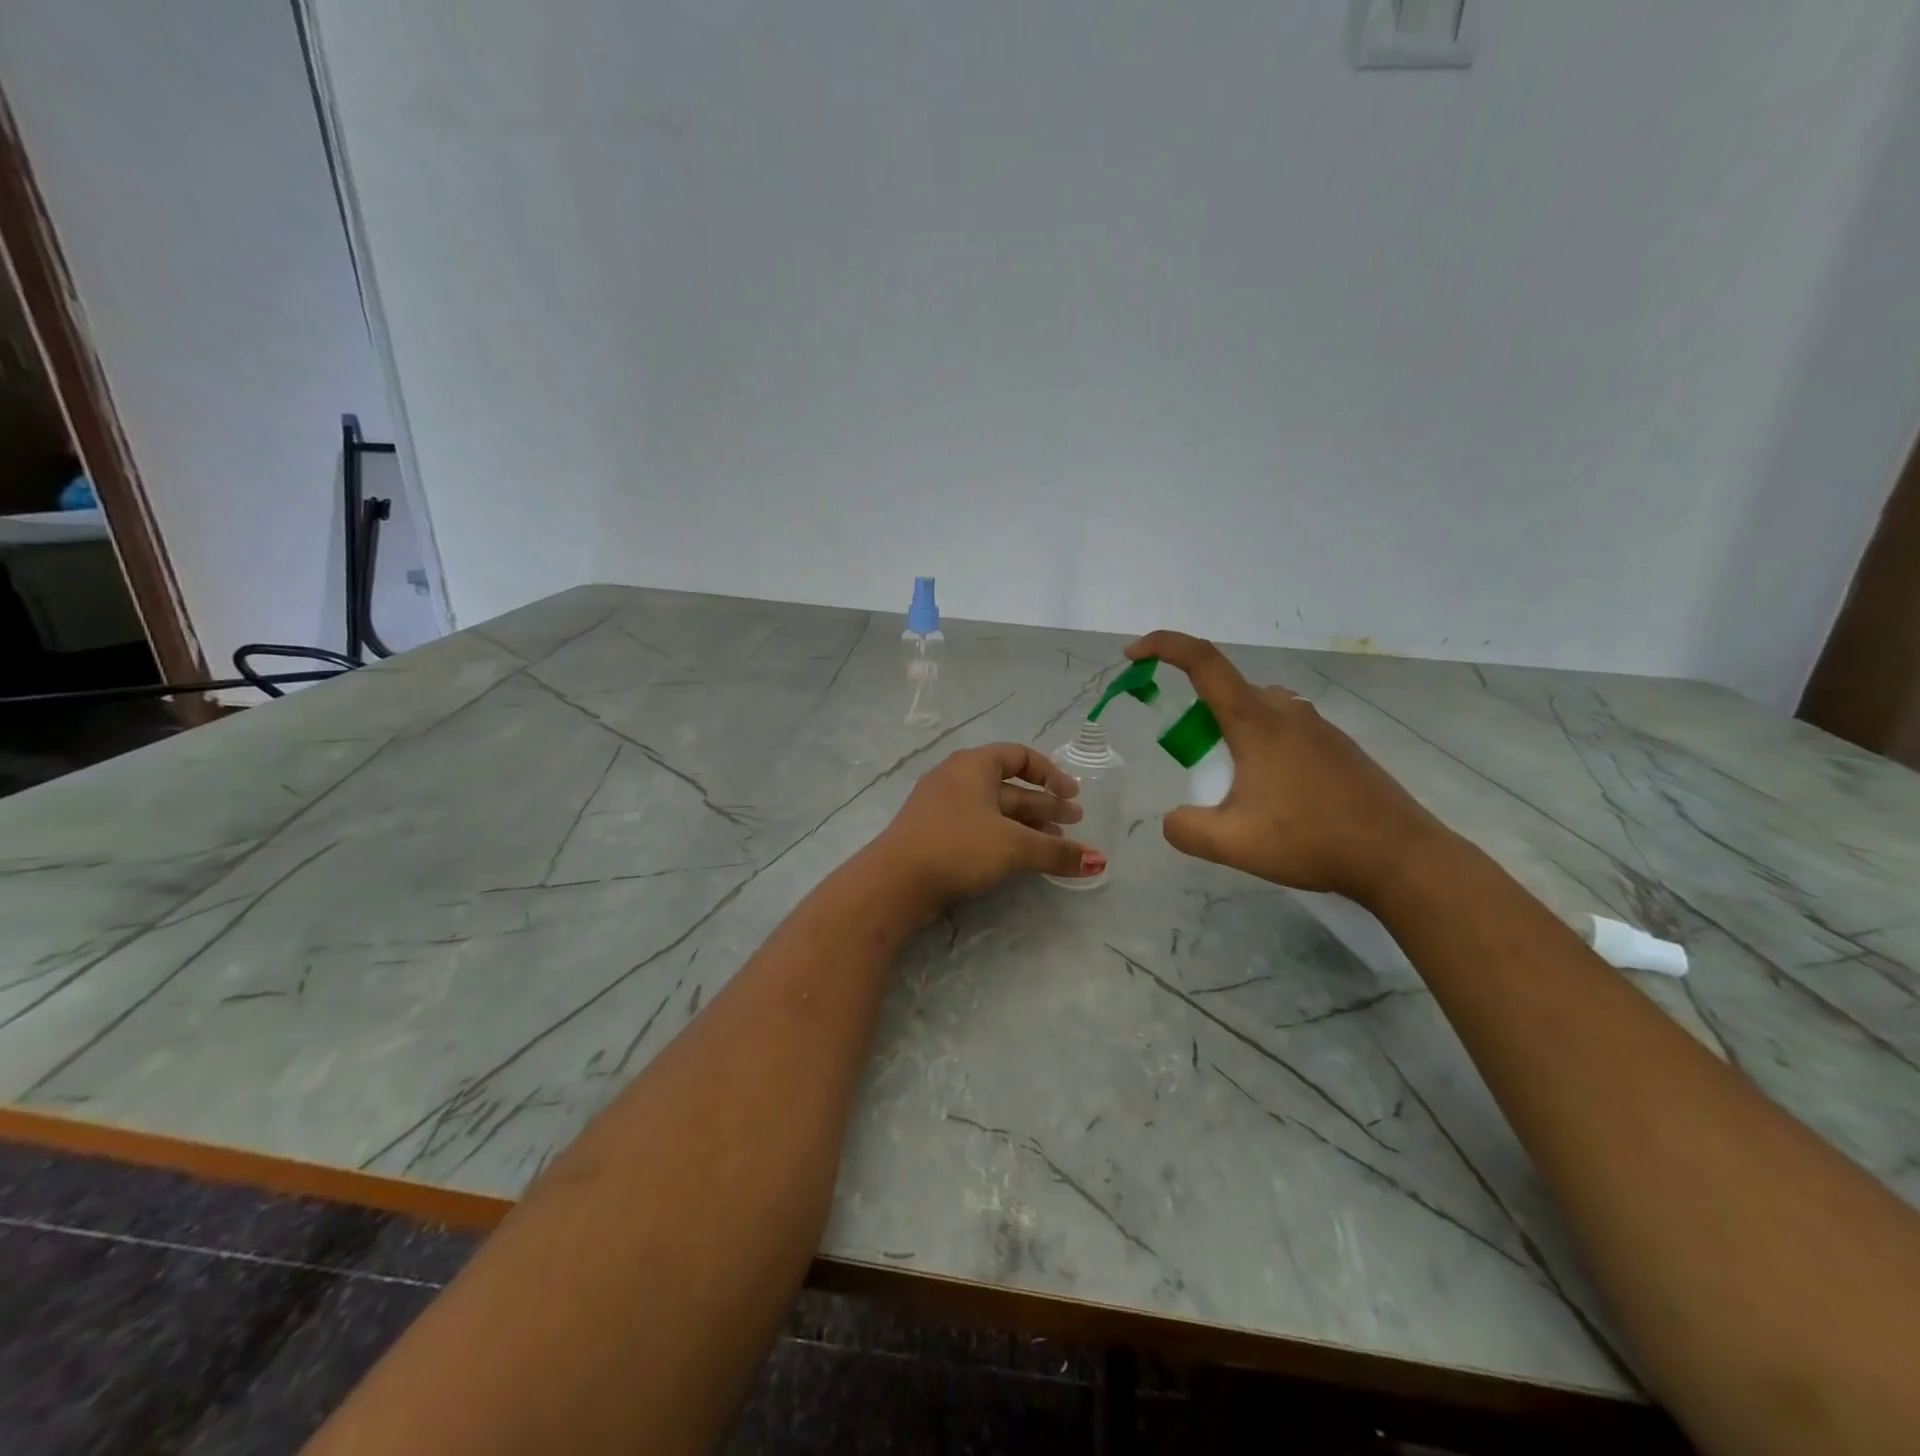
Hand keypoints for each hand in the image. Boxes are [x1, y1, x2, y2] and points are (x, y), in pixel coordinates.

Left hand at [875, 743, 1102, 912]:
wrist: (895, 881)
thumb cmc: (958, 846)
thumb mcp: (1014, 846)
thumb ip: (1057, 852)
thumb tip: (1099, 862)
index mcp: (973, 766)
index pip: (1019, 756)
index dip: (1050, 773)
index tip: (1073, 796)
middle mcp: (956, 780)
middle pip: (1010, 787)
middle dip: (1044, 806)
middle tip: (1075, 824)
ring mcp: (942, 809)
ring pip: (994, 812)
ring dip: (1027, 827)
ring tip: (1056, 846)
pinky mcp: (934, 837)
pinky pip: (978, 830)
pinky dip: (1004, 840)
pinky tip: (1021, 862)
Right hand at [1126, 631, 1453, 904]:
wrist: (1399, 856)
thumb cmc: (1310, 839)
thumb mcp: (1231, 844)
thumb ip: (1185, 828)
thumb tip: (1174, 819)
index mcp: (1255, 720)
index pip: (1202, 660)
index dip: (1163, 646)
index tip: (1133, 654)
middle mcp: (1286, 710)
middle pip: (1227, 691)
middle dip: (1197, 718)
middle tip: (1194, 767)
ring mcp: (1317, 726)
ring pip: (1258, 712)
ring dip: (1232, 736)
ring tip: (1237, 790)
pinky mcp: (1337, 746)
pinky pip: (1285, 731)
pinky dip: (1262, 748)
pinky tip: (1276, 798)